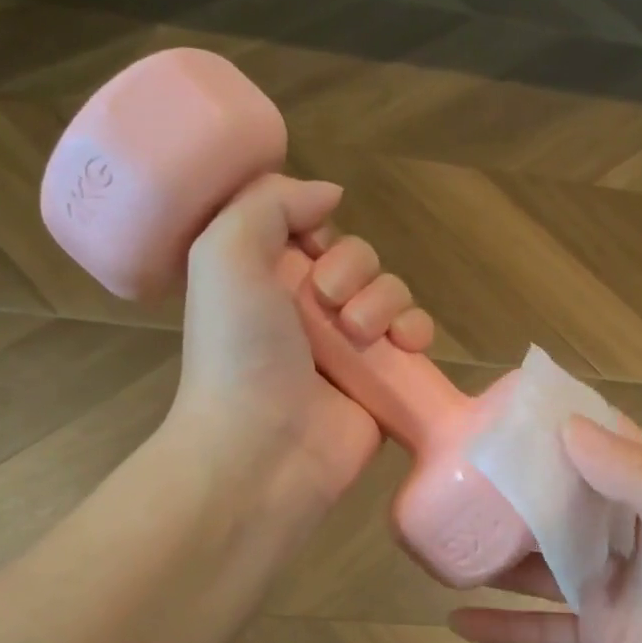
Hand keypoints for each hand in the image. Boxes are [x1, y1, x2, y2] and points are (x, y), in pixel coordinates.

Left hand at [171, 174, 433, 515]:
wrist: (263, 448)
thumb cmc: (238, 351)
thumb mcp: (224, 254)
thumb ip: (269, 203)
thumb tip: (329, 194)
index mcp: (267, 281)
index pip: (314, 232)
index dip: (320, 231)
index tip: (311, 249)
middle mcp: (309, 312)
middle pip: (360, 259)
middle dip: (354, 270)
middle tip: (329, 304)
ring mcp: (350, 350)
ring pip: (392, 293)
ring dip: (384, 301)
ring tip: (360, 335)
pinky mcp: (384, 381)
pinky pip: (415, 337)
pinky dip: (417, 332)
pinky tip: (405, 345)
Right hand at [450, 419, 641, 642]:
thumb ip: (635, 478)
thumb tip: (566, 428)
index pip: (600, 446)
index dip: (556, 427)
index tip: (501, 413)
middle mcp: (626, 535)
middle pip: (560, 503)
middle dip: (512, 490)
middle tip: (449, 473)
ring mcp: (609, 588)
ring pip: (541, 564)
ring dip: (497, 556)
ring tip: (441, 539)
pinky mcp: (600, 638)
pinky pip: (541, 628)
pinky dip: (502, 627)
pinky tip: (454, 621)